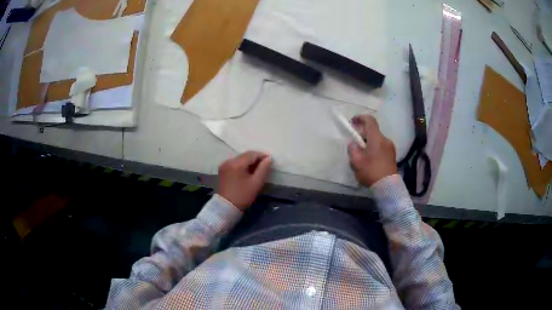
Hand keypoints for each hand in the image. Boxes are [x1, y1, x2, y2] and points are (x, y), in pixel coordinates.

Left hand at [218, 151, 272, 210]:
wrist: (226, 207)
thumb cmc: (243, 196)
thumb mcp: (256, 183)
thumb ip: (263, 169)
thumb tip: (268, 158)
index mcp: (237, 163)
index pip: (252, 154)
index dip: (262, 155)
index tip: (270, 160)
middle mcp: (229, 161)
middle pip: (245, 155)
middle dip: (256, 158)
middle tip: (265, 164)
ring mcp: (224, 164)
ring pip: (240, 158)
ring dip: (249, 161)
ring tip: (257, 168)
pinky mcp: (222, 169)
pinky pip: (235, 162)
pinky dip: (242, 164)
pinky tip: (247, 171)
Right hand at [348, 115, 397, 186]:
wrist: (388, 187)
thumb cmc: (371, 172)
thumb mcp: (356, 162)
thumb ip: (353, 149)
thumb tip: (353, 143)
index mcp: (376, 138)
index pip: (370, 120)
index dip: (360, 118)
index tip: (352, 122)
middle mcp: (385, 140)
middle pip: (373, 131)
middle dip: (362, 134)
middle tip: (354, 143)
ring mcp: (390, 147)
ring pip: (377, 139)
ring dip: (369, 142)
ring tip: (361, 154)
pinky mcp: (392, 155)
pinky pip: (381, 146)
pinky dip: (374, 148)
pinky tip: (370, 159)